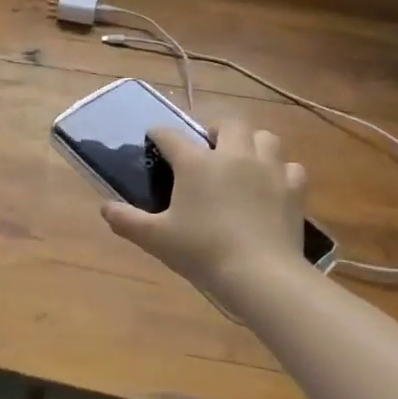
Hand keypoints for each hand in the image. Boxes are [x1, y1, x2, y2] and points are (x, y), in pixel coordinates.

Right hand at [101, 122, 308, 296]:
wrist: (261, 275)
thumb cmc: (202, 251)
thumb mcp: (156, 239)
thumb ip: (127, 220)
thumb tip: (104, 208)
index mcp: (196, 162)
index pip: (170, 135)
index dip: (158, 133)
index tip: (153, 138)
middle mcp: (232, 155)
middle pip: (228, 123)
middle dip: (216, 129)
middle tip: (208, 148)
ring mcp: (267, 169)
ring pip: (264, 137)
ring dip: (252, 143)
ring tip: (243, 160)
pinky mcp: (293, 189)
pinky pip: (290, 167)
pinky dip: (281, 171)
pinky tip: (272, 185)